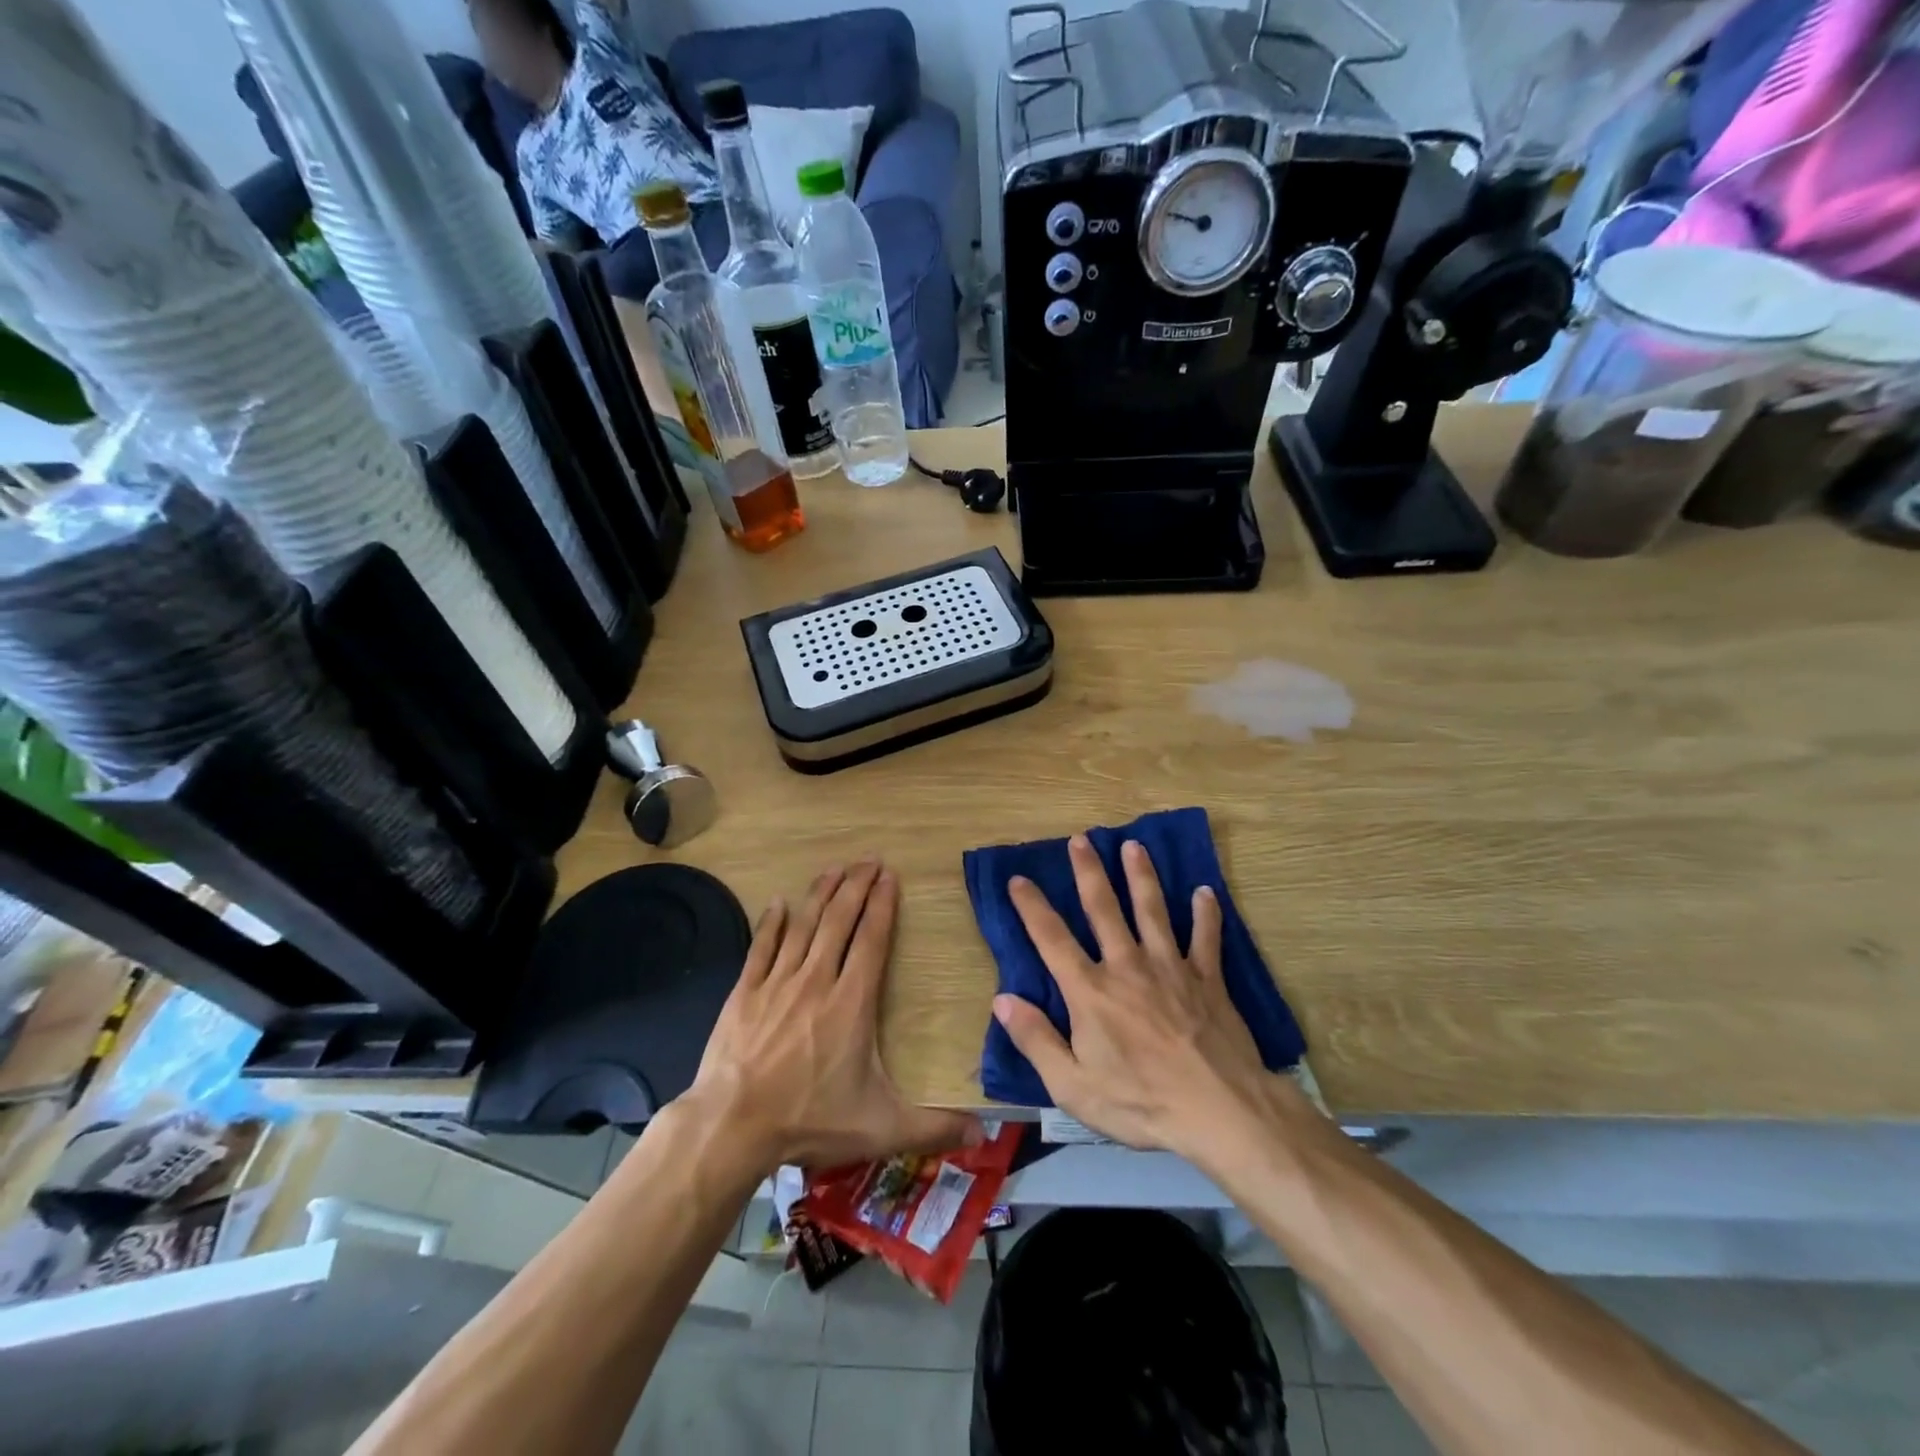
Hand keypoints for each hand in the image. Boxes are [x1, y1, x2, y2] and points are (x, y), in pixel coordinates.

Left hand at [689, 860, 981, 1171]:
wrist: (731, 1126)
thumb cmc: (809, 1120)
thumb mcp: (880, 1128)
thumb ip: (933, 1127)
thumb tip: (983, 1134)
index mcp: (852, 1001)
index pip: (872, 940)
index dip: (883, 905)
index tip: (890, 877)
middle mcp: (816, 980)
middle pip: (840, 921)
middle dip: (856, 886)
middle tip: (868, 859)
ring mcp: (777, 983)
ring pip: (804, 925)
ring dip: (820, 894)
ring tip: (834, 868)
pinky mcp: (745, 992)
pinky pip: (762, 947)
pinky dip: (772, 923)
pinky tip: (778, 902)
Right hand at [994, 836, 1279, 1162]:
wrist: (1219, 1111)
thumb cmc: (1140, 1103)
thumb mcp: (1073, 1086)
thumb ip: (1036, 1040)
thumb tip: (1002, 999)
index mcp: (1090, 991)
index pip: (1052, 939)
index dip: (1032, 907)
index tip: (1019, 879)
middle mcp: (1127, 966)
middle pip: (1103, 908)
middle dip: (1089, 872)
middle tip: (1081, 839)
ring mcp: (1171, 968)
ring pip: (1152, 910)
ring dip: (1141, 876)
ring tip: (1134, 846)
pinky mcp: (1208, 979)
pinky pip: (1206, 938)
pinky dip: (1206, 913)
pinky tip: (1205, 892)